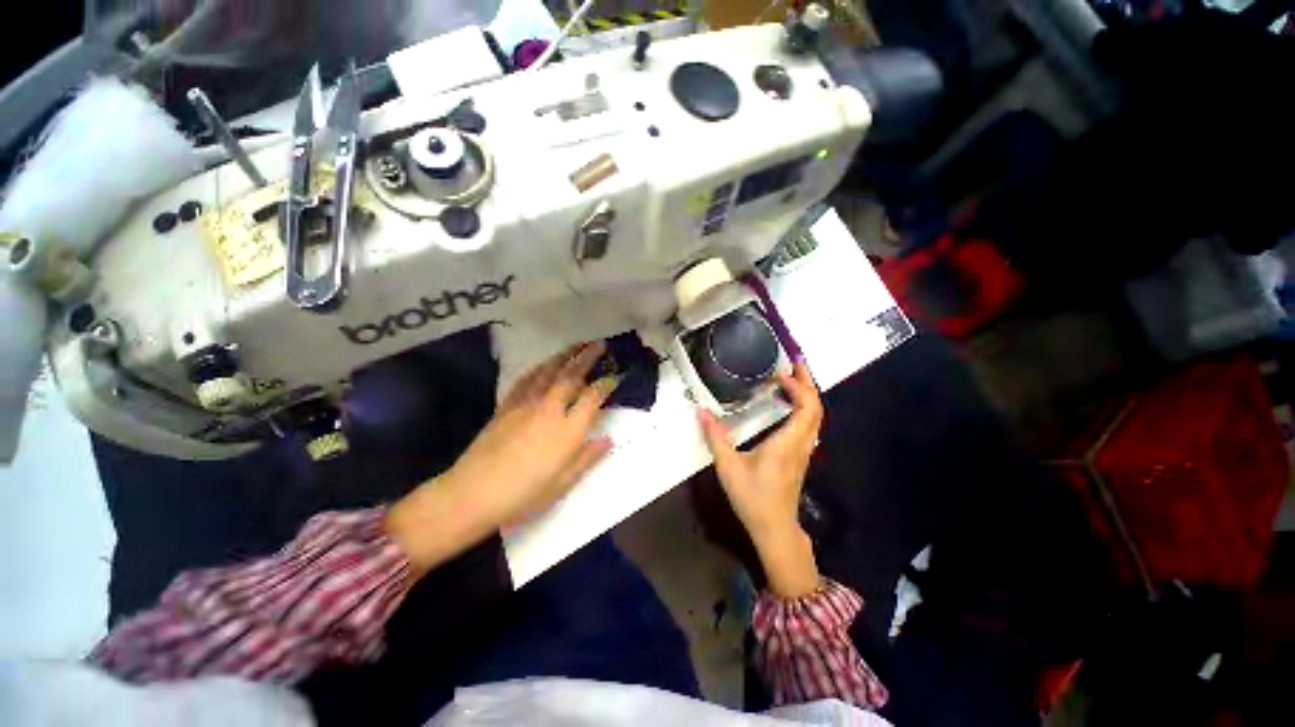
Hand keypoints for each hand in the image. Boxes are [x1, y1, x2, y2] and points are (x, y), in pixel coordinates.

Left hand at [388, 342, 616, 572]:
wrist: (472, 494)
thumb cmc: (523, 495)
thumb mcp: (563, 483)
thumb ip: (587, 458)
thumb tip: (608, 439)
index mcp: (568, 430)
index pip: (593, 397)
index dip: (607, 384)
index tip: (616, 377)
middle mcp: (550, 410)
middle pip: (572, 376)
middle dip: (588, 357)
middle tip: (600, 344)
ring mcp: (526, 404)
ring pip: (549, 372)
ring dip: (566, 355)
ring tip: (577, 344)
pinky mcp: (507, 406)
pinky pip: (527, 380)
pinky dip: (539, 368)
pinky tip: (545, 363)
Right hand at [700, 363, 823, 597]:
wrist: (774, 528)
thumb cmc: (753, 498)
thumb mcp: (729, 467)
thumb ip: (715, 437)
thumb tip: (702, 411)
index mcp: (788, 443)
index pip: (807, 407)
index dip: (799, 385)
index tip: (780, 374)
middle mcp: (802, 444)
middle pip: (817, 408)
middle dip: (808, 382)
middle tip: (794, 363)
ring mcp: (804, 451)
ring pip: (816, 417)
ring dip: (808, 395)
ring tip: (791, 379)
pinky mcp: (801, 457)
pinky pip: (810, 425)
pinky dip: (804, 408)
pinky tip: (789, 406)